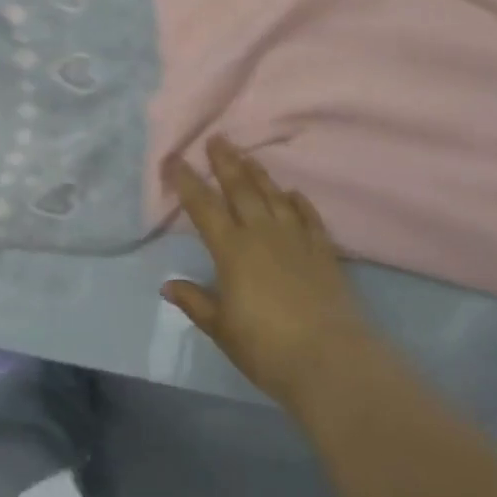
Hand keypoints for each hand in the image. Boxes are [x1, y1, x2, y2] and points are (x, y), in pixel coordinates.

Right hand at [163, 137, 376, 412]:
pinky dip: (299, 201)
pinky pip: (308, 216)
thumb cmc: (266, 347)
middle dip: (226, 162)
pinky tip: (293, 192)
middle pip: (241, 189)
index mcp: (232, 250)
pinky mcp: (322, 250)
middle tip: (217, 139)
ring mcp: (295, 238)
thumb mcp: (222, 329)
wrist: (328, 357)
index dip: (188, 182)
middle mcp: (262, 234)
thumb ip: (195, 301)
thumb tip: (167, 284)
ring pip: (273, 196)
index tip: (175, 160)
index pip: (204, 207)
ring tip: (248, 155)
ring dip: (259, 174)